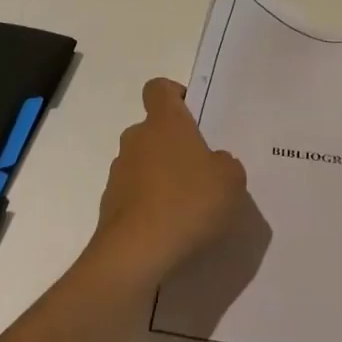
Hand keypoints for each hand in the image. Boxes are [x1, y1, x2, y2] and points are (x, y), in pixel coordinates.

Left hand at [88, 78, 248, 286]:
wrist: (137, 252)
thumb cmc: (189, 202)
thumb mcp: (231, 180)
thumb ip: (225, 164)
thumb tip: (214, 163)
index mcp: (166, 123)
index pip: (159, 89)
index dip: (174, 94)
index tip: (192, 112)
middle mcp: (136, 140)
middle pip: (153, 130)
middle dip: (174, 146)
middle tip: (202, 171)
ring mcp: (119, 173)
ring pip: (144, 164)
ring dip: (162, 177)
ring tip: (189, 207)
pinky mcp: (110, 205)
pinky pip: (136, 195)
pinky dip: (151, 205)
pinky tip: (172, 228)